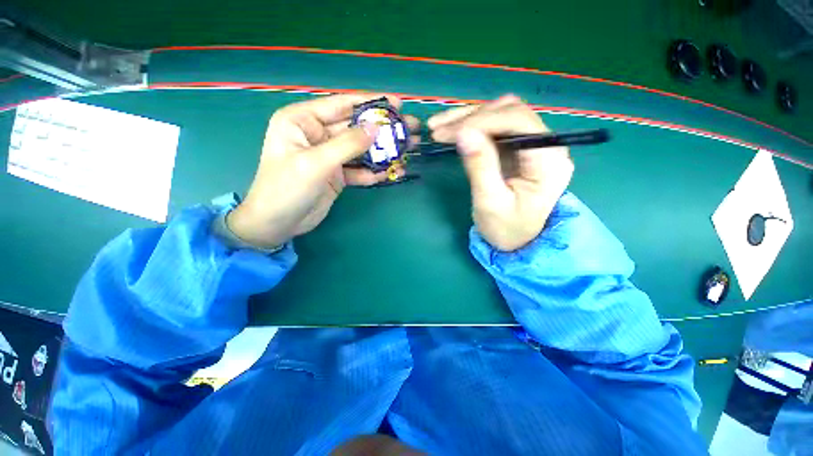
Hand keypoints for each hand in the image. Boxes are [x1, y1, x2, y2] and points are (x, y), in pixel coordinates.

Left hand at [228, 94, 419, 248]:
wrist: (277, 224)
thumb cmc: (286, 188)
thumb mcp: (316, 163)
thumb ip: (347, 144)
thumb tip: (376, 128)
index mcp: (303, 121)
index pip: (342, 105)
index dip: (371, 103)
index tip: (398, 104)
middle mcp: (317, 135)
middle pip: (356, 128)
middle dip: (383, 129)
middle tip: (410, 129)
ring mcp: (329, 156)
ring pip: (360, 150)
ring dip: (383, 152)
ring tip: (408, 150)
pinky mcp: (337, 175)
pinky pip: (358, 169)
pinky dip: (373, 172)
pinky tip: (391, 173)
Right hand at [428, 95, 573, 250]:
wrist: (518, 240)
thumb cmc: (507, 228)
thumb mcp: (490, 203)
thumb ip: (480, 166)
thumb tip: (463, 133)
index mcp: (548, 159)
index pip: (518, 121)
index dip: (482, 121)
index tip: (450, 133)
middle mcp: (546, 144)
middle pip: (509, 112)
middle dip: (470, 117)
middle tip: (438, 130)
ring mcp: (531, 143)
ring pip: (499, 114)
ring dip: (467, 117)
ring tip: (438, 127)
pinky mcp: (517, 147)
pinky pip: (494, 127)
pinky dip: (471, 126)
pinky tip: (451, 130)